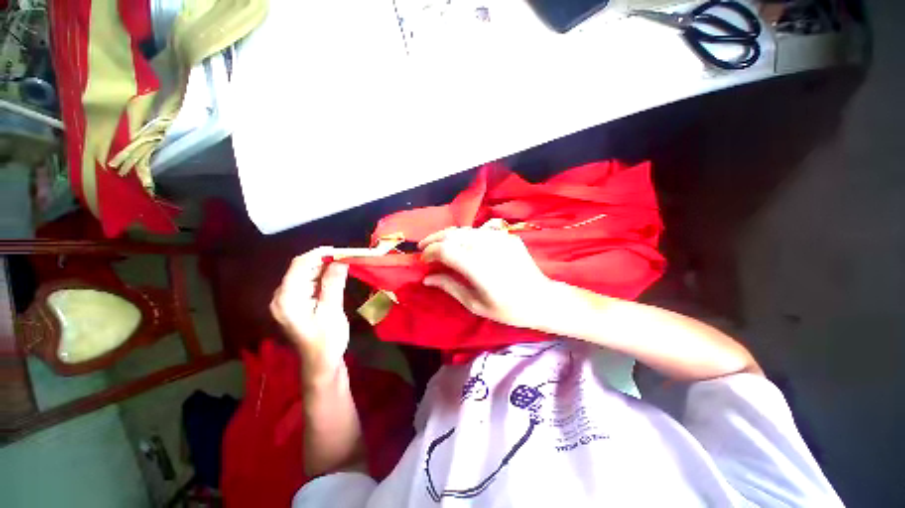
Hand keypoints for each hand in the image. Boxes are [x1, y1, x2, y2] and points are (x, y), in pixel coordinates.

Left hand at [270, 247, 349, 382]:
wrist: (321, 362)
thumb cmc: (327, 340)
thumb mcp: (332, 311)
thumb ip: (333, 284)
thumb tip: (340, 261)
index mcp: (288, 299)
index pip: (299, 266)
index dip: (318, 253)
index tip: (340, 250)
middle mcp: (281, 296)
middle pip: (300, 268)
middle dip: (323, 260)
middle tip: (345, 258)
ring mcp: (286, 300)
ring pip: (304, 274)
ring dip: (323, 268)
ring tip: (343, 265)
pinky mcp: (294, 303)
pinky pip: (307, 283)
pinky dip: (321, 277)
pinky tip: (334, 277)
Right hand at [419, 227, 552, 328]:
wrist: (541, 298)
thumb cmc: (508, 309)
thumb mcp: (475, 304)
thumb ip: (450, 287)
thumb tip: (427, 278)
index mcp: (477, 266)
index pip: (444, 249)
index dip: (429, 253)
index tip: (423, 261)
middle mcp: (486, 246)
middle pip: (452, 234)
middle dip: (434, 239)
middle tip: (424, 248)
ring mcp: (499, 238)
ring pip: (465, 230)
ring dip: (448, 236)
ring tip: (440, 245)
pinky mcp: (506, 236)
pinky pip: (480, 231)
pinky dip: (466, 236)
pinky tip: (463, 244)